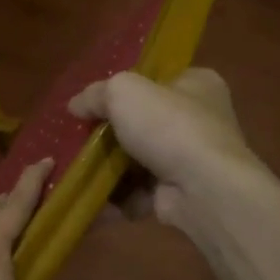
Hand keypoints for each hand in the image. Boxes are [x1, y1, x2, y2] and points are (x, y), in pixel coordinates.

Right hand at [69, 69, 262, 228]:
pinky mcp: (181, 193)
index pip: (157, 81)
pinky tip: (96, 198)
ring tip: (80, 171)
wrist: (203, 188)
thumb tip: (76, 105)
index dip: (125, 90)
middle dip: (111, 135)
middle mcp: (200, 120)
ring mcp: (191, 160)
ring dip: (110, 169)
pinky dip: (118, 197)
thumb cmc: (168, 126)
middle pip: (143, 123)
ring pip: (138, 160)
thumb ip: (95, 94)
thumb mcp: (123, 92)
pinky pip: (140, 192)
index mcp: (198, 85)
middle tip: (82, 139)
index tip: (95, 103)